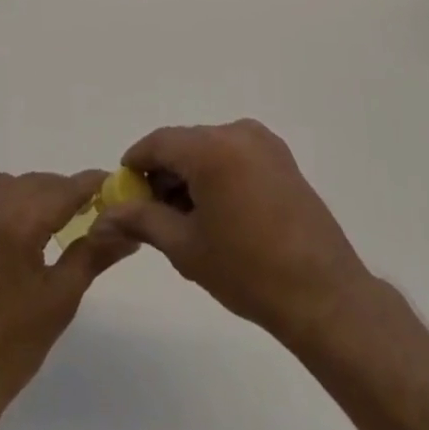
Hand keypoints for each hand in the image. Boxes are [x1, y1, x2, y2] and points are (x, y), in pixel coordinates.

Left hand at [0, 170, 135, 416]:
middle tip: (86, 211)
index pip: (63, 190)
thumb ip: (95, 253)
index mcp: (16, 224)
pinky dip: (2, 206)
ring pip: (7, 186)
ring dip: (31, 196)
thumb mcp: (61, 299)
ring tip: (48, 224)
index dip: (91, 185)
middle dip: (62, 193)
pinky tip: (11, 234)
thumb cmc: (12, 347)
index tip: (112, 184)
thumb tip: (129, 231)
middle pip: (36, 184)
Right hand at [93, 120, 376, 347]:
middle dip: (163, 172)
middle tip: (150, 212)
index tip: (123, 191)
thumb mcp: (186, 247)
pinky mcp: (282, 159)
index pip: (158, 143)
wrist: (324, 296)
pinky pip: (234, 155)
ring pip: (209, 149)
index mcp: (211, 148)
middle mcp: (237, 132)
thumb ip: (142, 220)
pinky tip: (215, 212)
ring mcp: (264, 143)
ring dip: (190, 174)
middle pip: (185, 143)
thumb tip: (105, 215)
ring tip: (184, 219)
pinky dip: (217, 173)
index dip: (136, 164)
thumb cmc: (248, 272)